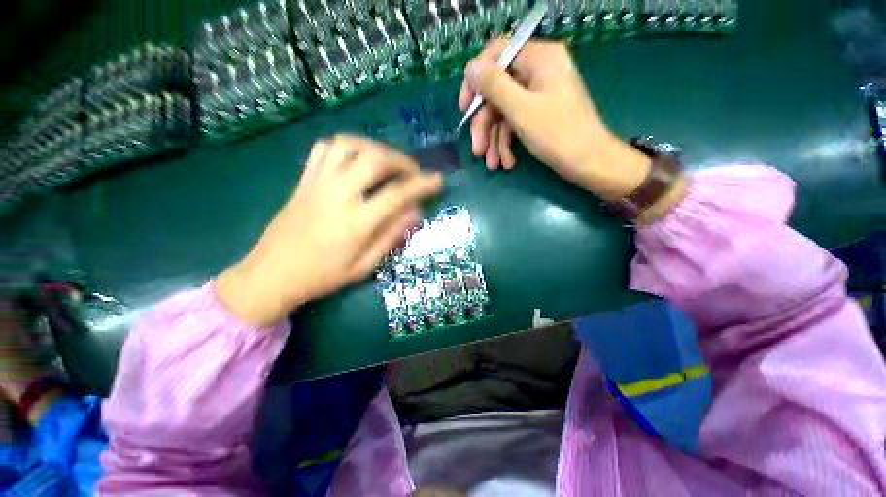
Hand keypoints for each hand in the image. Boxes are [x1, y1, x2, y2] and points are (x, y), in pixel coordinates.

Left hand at [217, 136, 442, 326]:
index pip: (398, 194)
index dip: (422, 184)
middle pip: (375, 160)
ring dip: (375, 148)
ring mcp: (318, 183)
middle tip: (413, 172)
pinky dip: (346, 146)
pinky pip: (324, 148)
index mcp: (356, 222)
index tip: (438, 180)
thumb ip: (391, 237)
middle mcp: (338, 195)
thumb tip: (415, 212)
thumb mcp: (364, 266)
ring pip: (349, 146)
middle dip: (401, 160)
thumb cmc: (323, 276)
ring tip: (387, 161)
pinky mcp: (303, 180)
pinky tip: (356, 159)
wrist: (271, 275)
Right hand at [459, 39, 650, 200]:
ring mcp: (540, 94)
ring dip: (495, 140)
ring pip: (504, 112)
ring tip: (493, 165)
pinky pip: (516, 122)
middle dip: (485, 125)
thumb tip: (471, 69)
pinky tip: (507, 163)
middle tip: (477, 151)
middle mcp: (539, 71)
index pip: (497, 55)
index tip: (465, 108)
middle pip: (498, 91)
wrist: (589, 163)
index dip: (476, 81)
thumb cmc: (558, 135)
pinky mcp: (540, 113)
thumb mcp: (521, 110)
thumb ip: (494, 86)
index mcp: (539, 58)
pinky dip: (508, 143)